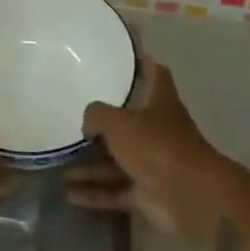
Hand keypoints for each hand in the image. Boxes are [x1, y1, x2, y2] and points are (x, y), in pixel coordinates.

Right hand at [65, 60, 220, 237]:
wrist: (189, 196)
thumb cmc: (156, 146)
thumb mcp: (118, 121)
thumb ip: (96, 115)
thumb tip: (89, 127)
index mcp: (161, 104)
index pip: (155, 75)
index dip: (143, 62)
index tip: (126, 54)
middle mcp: (159, 132)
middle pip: (130, 122)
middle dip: (104, 123)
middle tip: (74, 116)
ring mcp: (153, 164)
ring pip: (116, 161)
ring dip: (89, 166)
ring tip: (60, 162)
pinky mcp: (147, 194)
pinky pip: (115, 191)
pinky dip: (94, 193)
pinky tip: (68, 194)